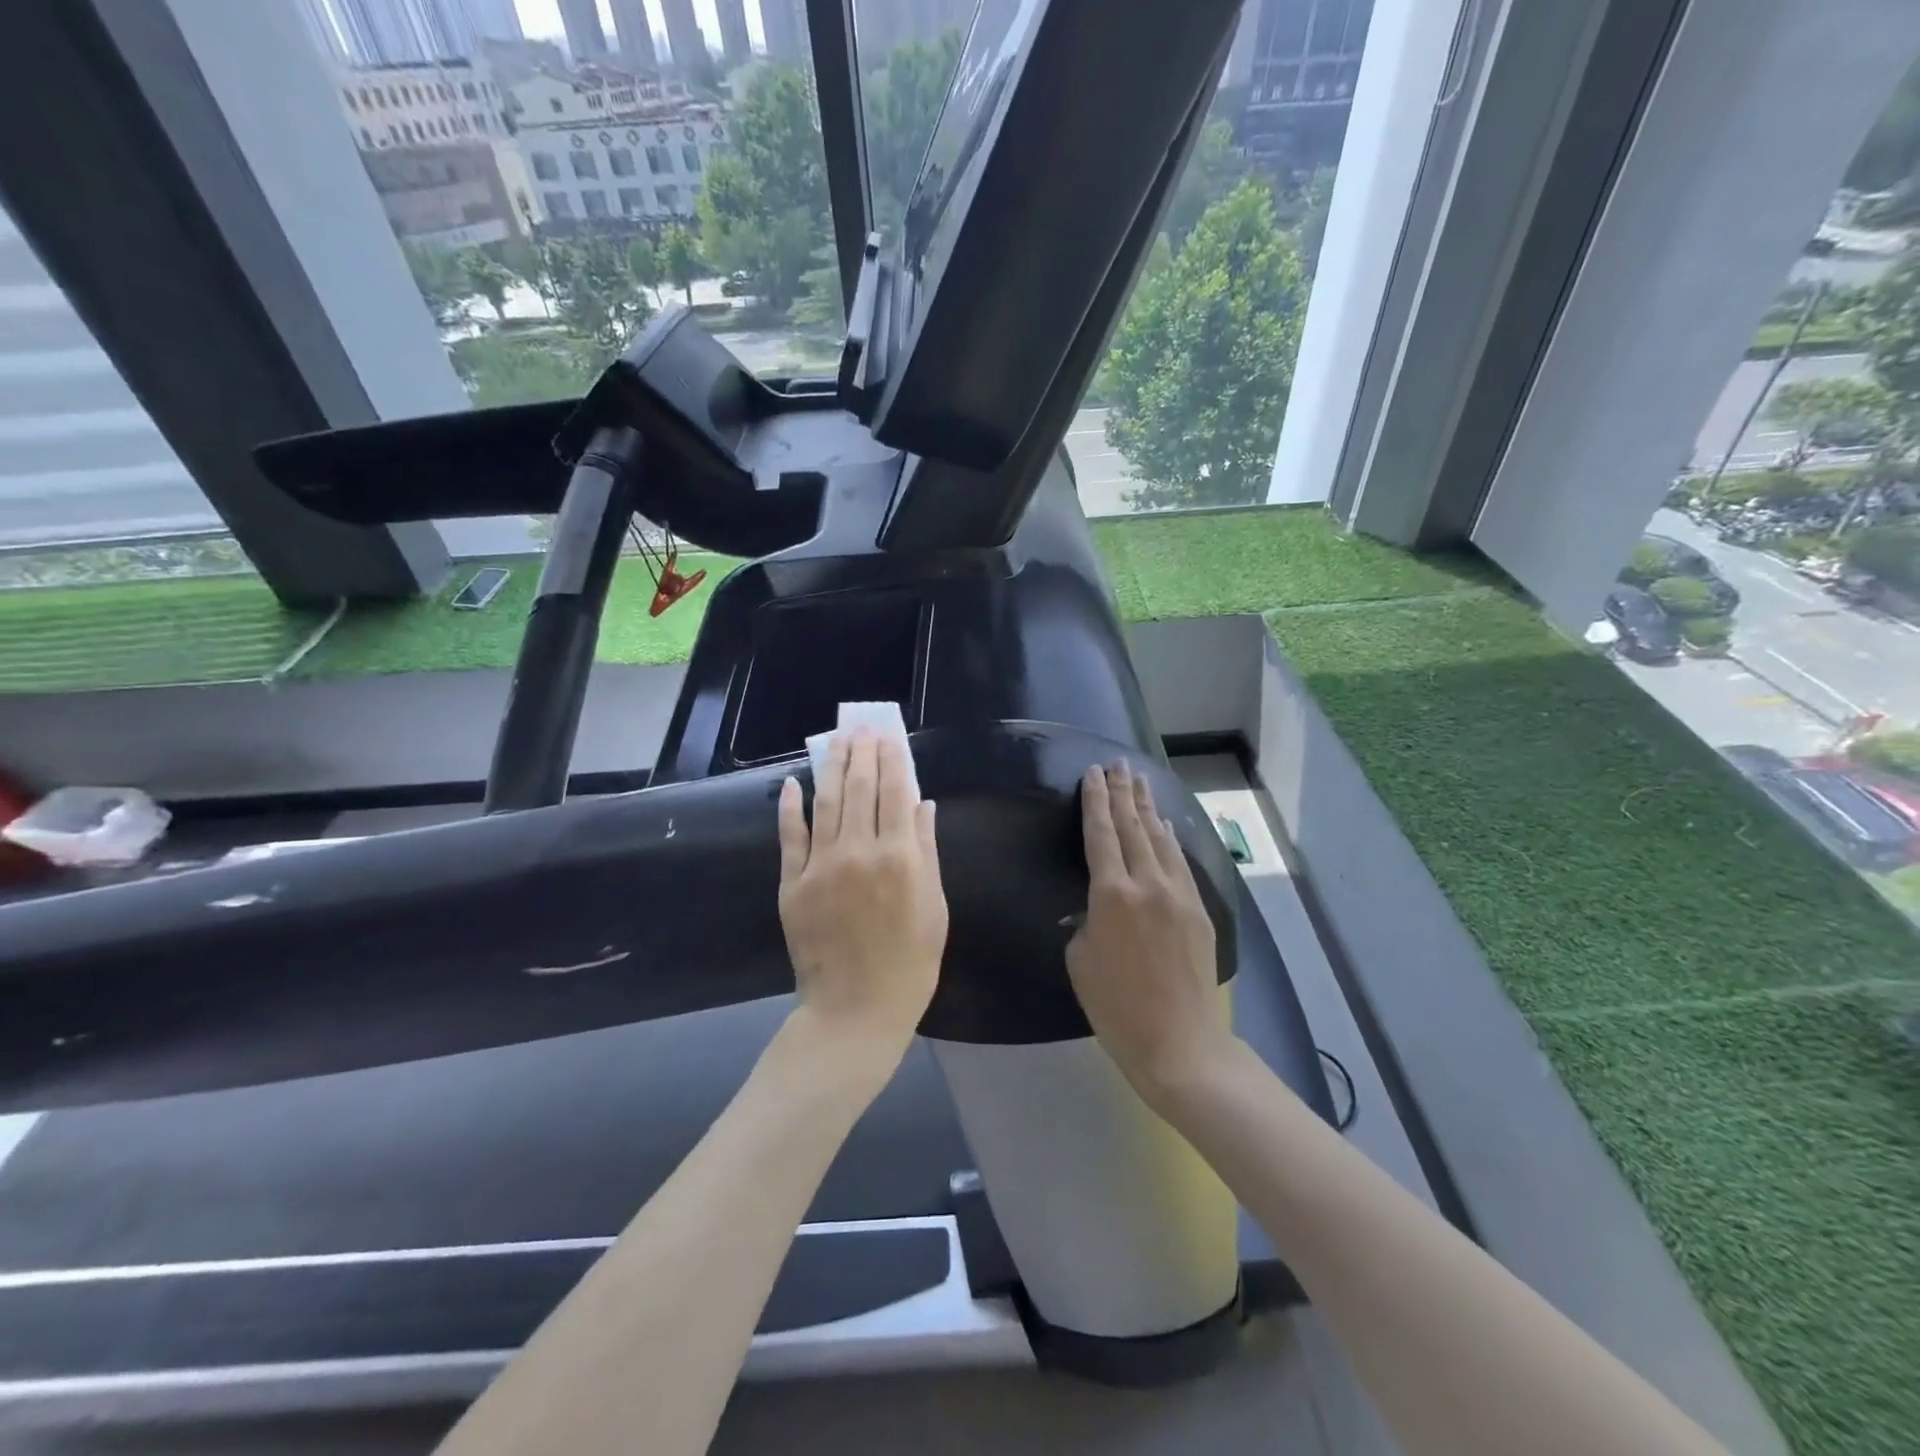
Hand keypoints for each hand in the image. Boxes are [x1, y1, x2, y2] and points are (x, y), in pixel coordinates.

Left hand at [777, 730, 947, 1068]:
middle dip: (862, 753)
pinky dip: (791, 807)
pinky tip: (795, 782)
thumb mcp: (935, 907)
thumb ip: (928, 851)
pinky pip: (791, 836)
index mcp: (900, 857)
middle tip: (861, 728)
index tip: (888, 737)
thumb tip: (923, 805)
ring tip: (836, 740)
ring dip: (832, 766)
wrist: (856, 1010)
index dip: (893, 760)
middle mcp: (859, 851)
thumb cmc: (910, 963)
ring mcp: (821, 866)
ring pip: (827, 802)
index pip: (896, 792)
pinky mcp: (792, 884)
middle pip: (861, 788)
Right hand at [1067, 763, 1235, 1107]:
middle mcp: (1147, 883)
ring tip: (1139, 781)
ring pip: (1160, 838)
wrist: (1179, 1042)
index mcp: (1111, 895)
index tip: (1093, 774)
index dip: (1096, 801)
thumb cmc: (1116, 1007)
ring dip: (1148, 808)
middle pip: (1133, 826)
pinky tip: (1165, 825)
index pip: (1101, 834)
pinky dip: (1170, 838)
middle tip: (1117, 764)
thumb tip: (1095, 906)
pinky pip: (1180, 862)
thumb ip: (1085, 921)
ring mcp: (1179, 894)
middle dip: (1123, 792)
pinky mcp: (1199, 909)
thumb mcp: (1080, 960)